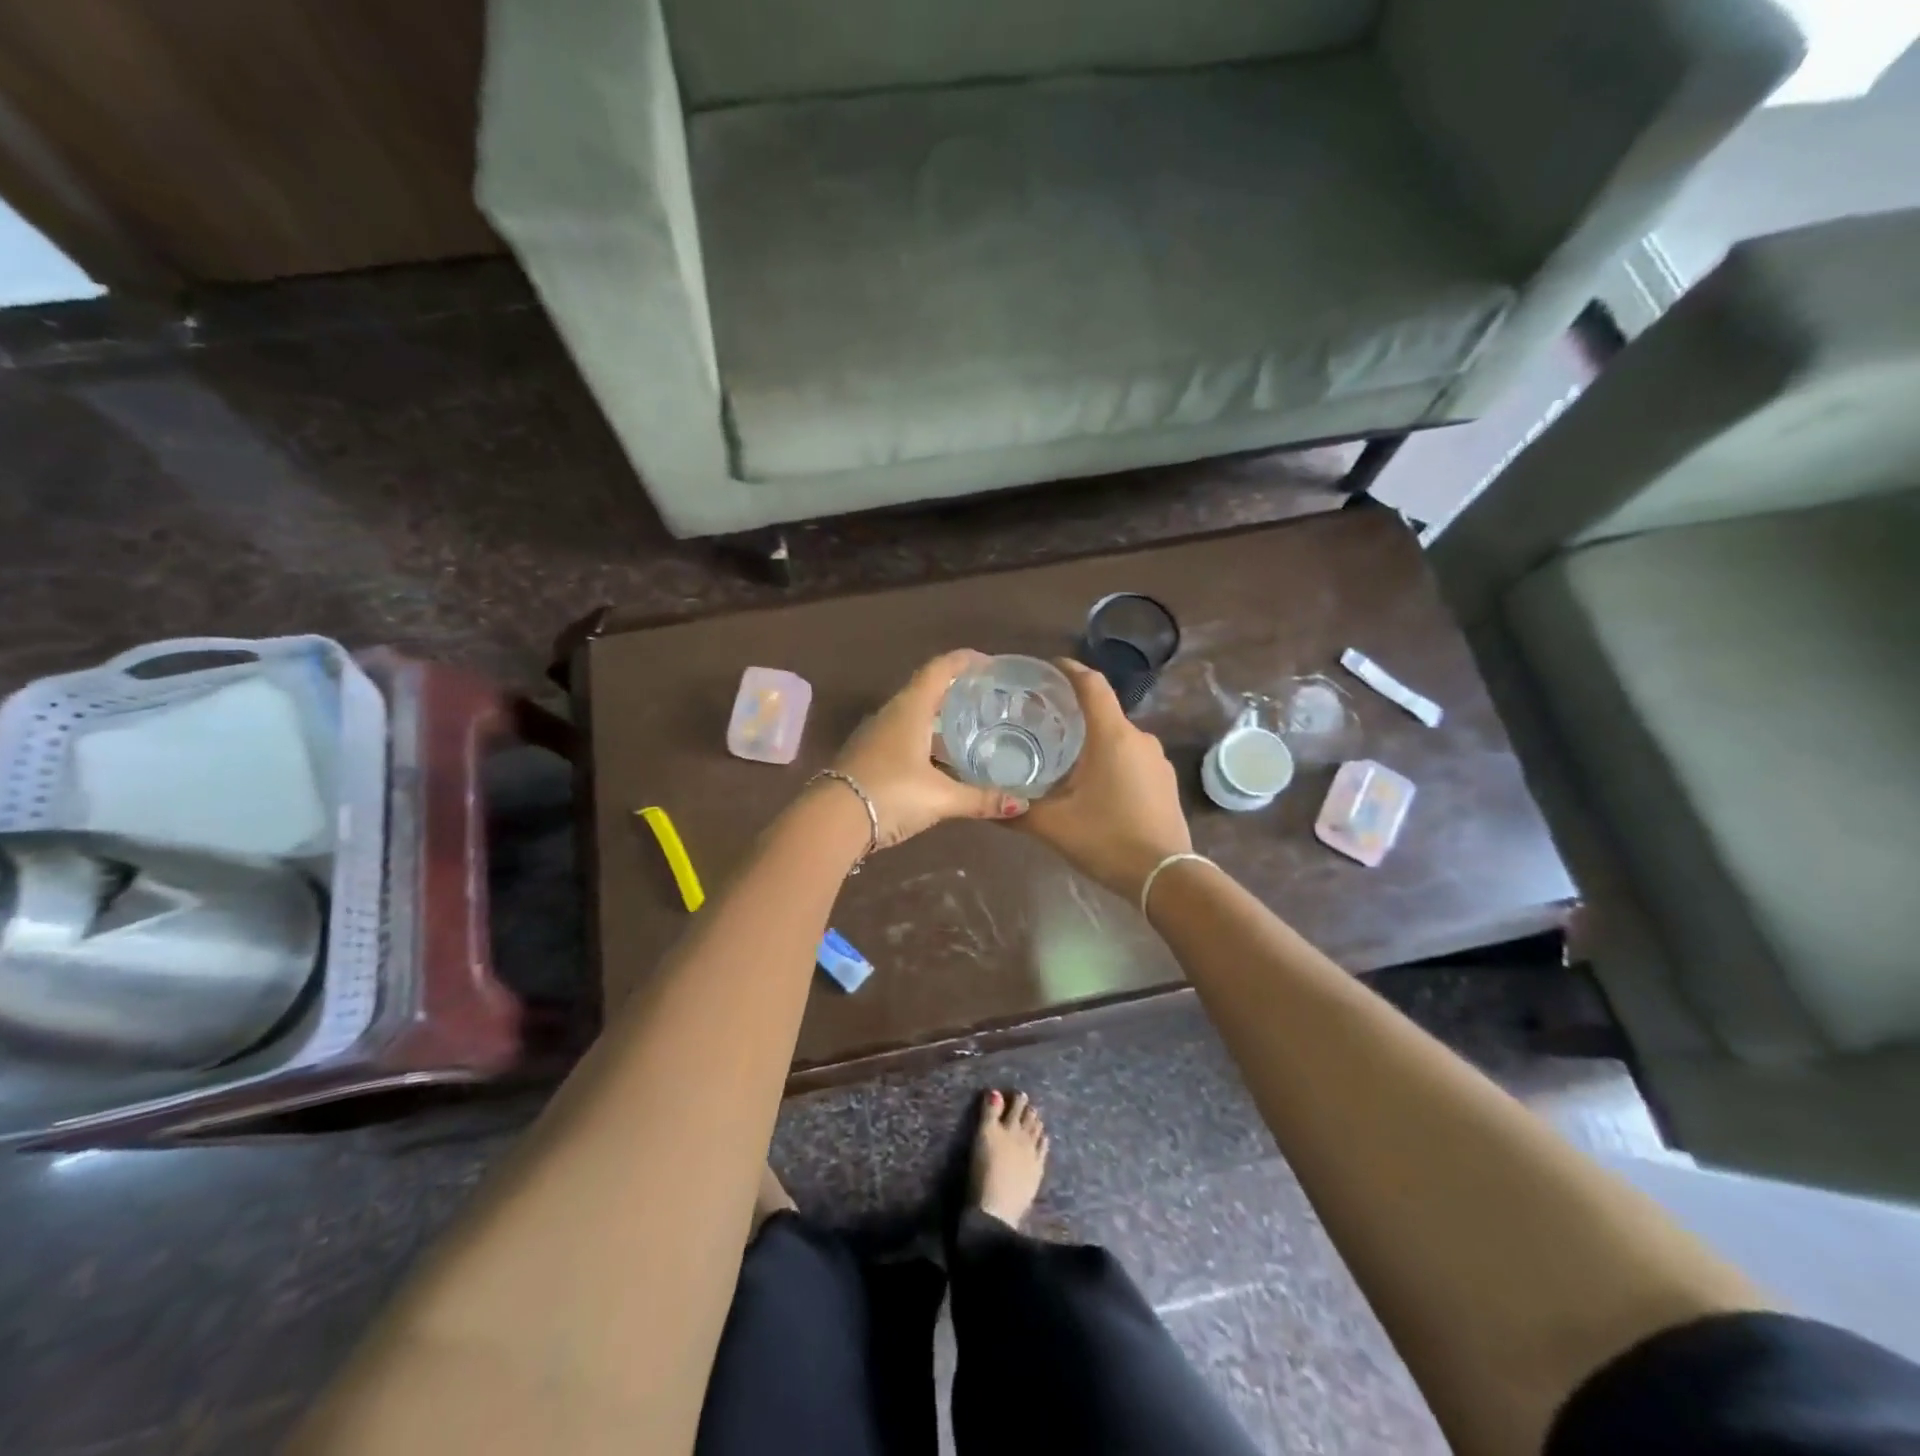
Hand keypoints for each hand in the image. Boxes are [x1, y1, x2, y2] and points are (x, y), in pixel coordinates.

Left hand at [828, 650, 1028, 849]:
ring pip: (913, 716)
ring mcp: (875, 735)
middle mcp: (891, 714)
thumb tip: (1022, 804)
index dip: (964, 661)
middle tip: (986, 698)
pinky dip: (925, 740)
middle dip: (955, 691)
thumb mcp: (940, 798)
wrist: (832, 821)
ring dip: (939, 718)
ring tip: (969, 730)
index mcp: (910, 709)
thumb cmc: (890, 795)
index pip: (939, 669)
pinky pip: (903, 737)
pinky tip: (941, 761)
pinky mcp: (868, 756)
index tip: (988, 662)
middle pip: (926, 690)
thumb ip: (980, 799)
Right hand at [1018, 659, 1192, 899]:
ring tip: (1062, 752)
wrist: (1166, 877)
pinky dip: (1110, 758)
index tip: (1046, 669)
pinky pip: (1132, 756)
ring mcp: (1157, 760)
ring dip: (1092, 738)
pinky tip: (1091, 781)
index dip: (1069, 669)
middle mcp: (1139, 738)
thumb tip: (985, 806)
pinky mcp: (1164, 781)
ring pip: (1118, 736)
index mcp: (1112, 736)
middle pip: (1103, 710)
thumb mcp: (1053, 826)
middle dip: (1074, 710)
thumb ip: (1017, 811)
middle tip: (1040, 720)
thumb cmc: (1107, 840)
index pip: (1091, 684)